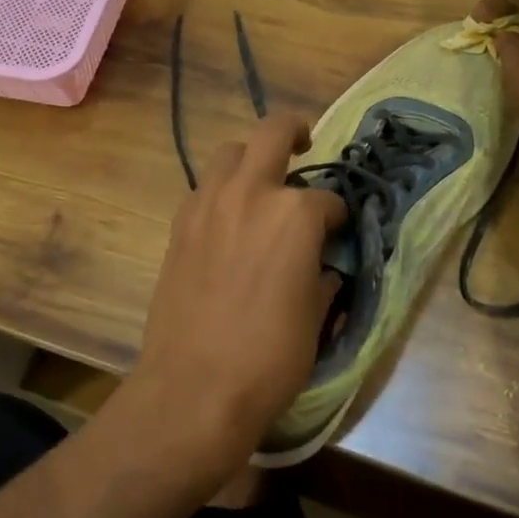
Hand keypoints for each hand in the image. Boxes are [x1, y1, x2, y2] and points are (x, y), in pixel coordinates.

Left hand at [130, 112, 346, 478]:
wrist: (193, 386)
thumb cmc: (269, 358)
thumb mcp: (315, 318)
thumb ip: (321, 277)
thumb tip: (320, 265)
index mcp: (294, 214)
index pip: (326, 199)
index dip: (337, 215)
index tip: (338, 231)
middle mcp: (251, 194)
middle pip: (272, 133)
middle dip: (294, 131)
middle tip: (304, 144)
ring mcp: (208, 205)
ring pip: (230, 154)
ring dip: (251, 160)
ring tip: (261, 185)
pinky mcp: (180, 225)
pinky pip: (205, 189)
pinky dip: (222, 192)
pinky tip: (229, 220)